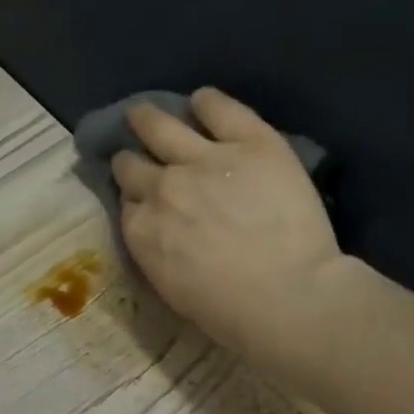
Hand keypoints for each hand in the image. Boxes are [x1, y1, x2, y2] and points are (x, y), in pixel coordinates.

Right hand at [112, 88, 355, 369]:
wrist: (286, 297)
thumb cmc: (228, 312)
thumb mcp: (172, 288)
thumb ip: (157, 250)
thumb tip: (157, 229)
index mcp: (141, 230)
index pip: (127, 202)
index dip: (134, 197)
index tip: (140, 197)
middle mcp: (162, 187)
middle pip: (132, 163)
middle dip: (130, 158)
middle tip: (134, 153)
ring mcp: (203, 159)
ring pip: (161, 126)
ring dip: (148, 118)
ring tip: (144, 113)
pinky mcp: (249, 141)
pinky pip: (219, 108)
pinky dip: (206, 102)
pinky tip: (202, 101)